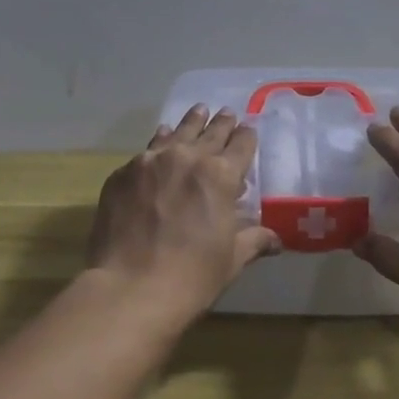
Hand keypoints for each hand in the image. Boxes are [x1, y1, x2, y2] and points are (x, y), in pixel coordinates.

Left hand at [86, 105, 282, 317]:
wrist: (130, 288)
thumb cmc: (192, 276)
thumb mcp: (232, 260)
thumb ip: (253, 240)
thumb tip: (276, 240)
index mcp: (220, 175)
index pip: (241, 146)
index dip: (246, 137)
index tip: (248, 129)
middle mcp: (187, 158)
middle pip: (209, 133)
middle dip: (221, 124)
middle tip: (226, 113)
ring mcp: (150, 162)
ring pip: (176, 134)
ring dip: (190, 123)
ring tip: (198, 110)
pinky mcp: (122, 174)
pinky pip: (146, 151)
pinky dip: (159, 143)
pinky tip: (160, 141)